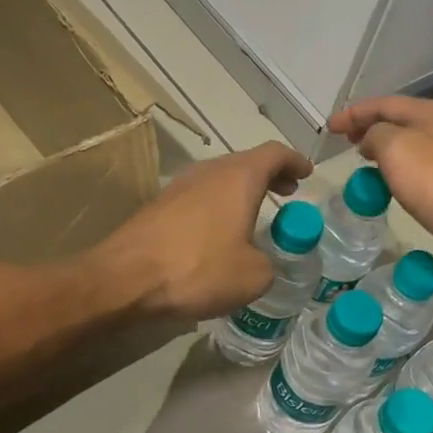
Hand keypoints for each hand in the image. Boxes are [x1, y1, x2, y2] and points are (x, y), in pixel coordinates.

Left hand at [93, 141, 313, 320]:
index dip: (294, 162)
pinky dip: (218, 206)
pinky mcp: (159, 207)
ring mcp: (179, 187)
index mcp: (238, 178)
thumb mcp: (253, 276)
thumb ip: (270, 264)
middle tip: (286, 192)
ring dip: (241, 191)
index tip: (306, 174)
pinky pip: (199, 198)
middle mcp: (208, 172)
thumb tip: (262, 262)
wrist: (126, 278)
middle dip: (269, 175)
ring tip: (255, 213)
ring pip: (219, 179)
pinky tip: (219, 233)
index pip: (274, 154)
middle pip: (245, 162)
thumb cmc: (198, 269)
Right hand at [329, 97, 432, 281]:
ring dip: (387, 149)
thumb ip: (376, 136)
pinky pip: (425, 166)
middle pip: (400, 120)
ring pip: (413, 143)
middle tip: (347, 143)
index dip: (353, 114)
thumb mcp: (397, 151)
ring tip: (366, 162)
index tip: (329, 128)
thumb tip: (371, 139)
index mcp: (429, 113)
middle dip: (371, 128)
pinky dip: (403, 168)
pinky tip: (398, 185)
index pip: (382, 104)